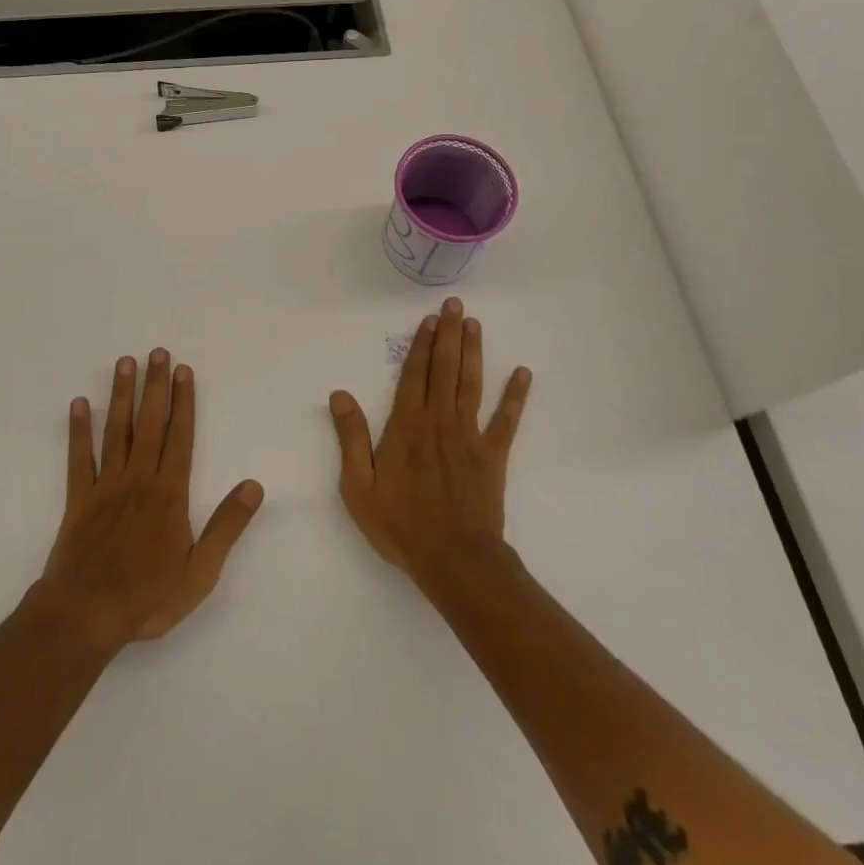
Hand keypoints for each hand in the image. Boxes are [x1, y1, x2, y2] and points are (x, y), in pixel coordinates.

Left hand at [35, 350, 263, 652]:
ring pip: (116, 431)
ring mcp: (106, 486)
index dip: (184, 402)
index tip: (184, 371)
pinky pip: (78, 458)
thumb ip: (227, 526)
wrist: (84, 616)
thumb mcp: (200, 571)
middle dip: (155, 386)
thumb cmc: (147, 597)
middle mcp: (139, 480)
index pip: (181, 437)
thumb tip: (254, 485)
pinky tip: (79, 404)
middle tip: (157, 352)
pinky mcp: (78, 500)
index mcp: (169, 494)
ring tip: (124, 363)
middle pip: (149, 424)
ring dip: (121, 396)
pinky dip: (78, 430)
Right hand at [329, 297, 530, 587]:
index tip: (430, 319)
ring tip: (476, 324)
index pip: (414, 375)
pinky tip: (523, 373)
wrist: (454, 559)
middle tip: (456, 305)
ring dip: (474, 352)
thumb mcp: (358, 486)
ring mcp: (470, 436)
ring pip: (471, 384)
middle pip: (444, 369)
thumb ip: (350, 437)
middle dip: (449, 334)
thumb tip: (340, 394)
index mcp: (406, 425)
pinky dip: (515, 396)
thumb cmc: (401, 523)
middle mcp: (439, 420)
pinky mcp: (493, 455)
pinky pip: (506, 420)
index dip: (422, 344)